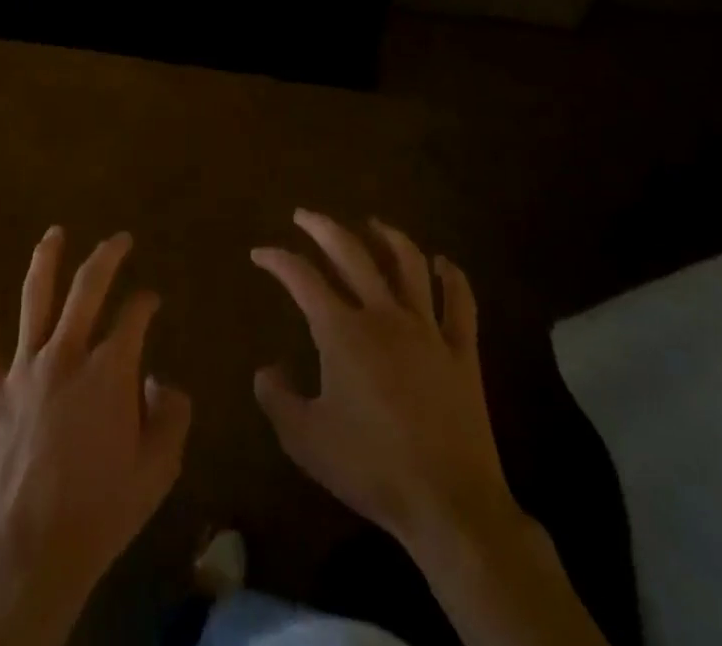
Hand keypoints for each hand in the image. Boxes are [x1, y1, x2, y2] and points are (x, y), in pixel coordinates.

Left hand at [0, 228, 191, 645]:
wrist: (32, 551)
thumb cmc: (101, 511)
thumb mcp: (157, 471)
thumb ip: (171, 416)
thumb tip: (162, 380)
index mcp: (109, 371)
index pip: (134, 317)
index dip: (146, 302)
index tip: (151, 299)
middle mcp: (66, 354)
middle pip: (88, 289)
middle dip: (107, 257)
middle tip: (119, 239)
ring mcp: (24, 367)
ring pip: (35, 298)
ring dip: (46, 260)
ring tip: (55, 232)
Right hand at [252, 210, 517, 557]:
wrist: (449, 505)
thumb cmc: (371, 468)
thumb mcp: (305, 440)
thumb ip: (276, 398)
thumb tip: (265, 369)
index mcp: (341, 331)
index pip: (301, 278)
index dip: (277, 260)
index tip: (260, 253)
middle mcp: (383, 316)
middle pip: (351, 253)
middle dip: (322, 227)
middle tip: (304, 216)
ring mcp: (427, 330)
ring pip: (408, 264)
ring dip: (387, 237)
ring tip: (372, 224)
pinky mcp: (462, 353)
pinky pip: (460, 304)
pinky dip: (452, 278)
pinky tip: (444, 264)